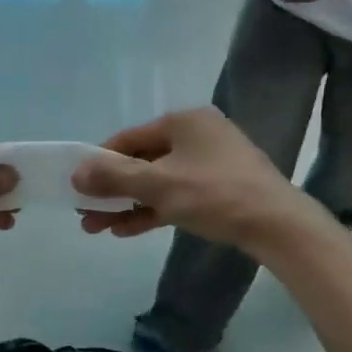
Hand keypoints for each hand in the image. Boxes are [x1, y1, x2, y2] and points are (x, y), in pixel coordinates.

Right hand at [71, 107, 314, 250]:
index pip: (128, 138)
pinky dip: (152, 210)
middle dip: (111, 190)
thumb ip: (114, 178)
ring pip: (157, 182)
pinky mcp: (218, 188)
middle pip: (141, 161)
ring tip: (98, 228)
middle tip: (85, 214)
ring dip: (127, 204)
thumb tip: (75, 173)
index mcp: (183, 121)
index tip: (78, 187)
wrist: (276, 224)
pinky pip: (175, 195)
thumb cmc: (214, 194)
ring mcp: (209, 162)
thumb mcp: (157, 185)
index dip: (99, 163)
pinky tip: (127, 230)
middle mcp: (196, 135)